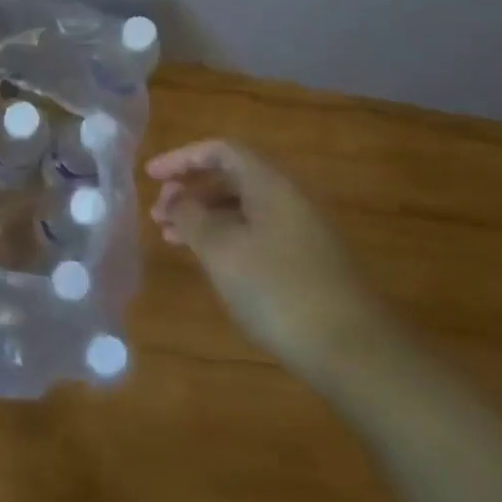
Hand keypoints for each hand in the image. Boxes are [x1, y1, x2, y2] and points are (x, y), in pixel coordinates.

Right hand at [146, 140, 386, 380]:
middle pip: (232, 177)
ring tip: (170, 237)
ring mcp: (299, 231)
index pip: (221, 151)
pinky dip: (223, 237)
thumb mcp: (221, 249)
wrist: (351, 350)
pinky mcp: (303, 262)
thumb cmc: (277, 289)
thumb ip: (191, 216)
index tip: (151, 177)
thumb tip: (175, 198)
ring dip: (203, 216)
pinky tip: (207, 260)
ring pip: (241, 208)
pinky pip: (254, 232)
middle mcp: (287, 199)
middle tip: (158, 213)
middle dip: (190, 189)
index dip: (182, 158)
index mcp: (270, 185)